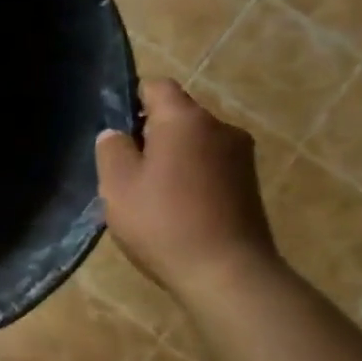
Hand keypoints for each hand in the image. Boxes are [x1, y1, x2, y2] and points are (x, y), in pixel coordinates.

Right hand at [96, 79, 279, 301]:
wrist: (228, 275)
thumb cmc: (164, 221)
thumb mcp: (118, 184)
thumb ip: (111, 149)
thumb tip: (117, 134)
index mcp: (186, 119)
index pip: (156, 86)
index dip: (131, 100)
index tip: (115, 131)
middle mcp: (220, 128)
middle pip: (177, 115)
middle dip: (150, 134)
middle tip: (125, 169)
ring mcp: (241, 157)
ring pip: (194, 142)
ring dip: (171, 158)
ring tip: (150, 194)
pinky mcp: (250, 185)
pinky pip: (210, 166)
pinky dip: (191, 177)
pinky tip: (176, 209)